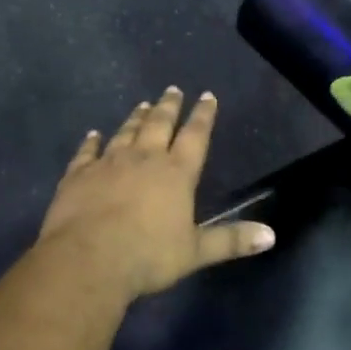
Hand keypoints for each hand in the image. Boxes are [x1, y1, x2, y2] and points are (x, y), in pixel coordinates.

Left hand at [37, 87, 275, 303]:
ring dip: (136, 118)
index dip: (203, 116)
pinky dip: (92, 142)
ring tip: (143, 105)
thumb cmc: (148, 256)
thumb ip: (231, 240)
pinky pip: (87, 152)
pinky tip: (93, 135)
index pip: (195, 137)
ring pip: (126, 132)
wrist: (88, 260)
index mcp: (176, 173)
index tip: (207, 96)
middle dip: (169, 106)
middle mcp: (144, 159)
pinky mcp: (79, 174)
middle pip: (159, 125)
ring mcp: (108, 163)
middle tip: (173, 90)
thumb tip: (271, 236)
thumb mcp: (195, 252)